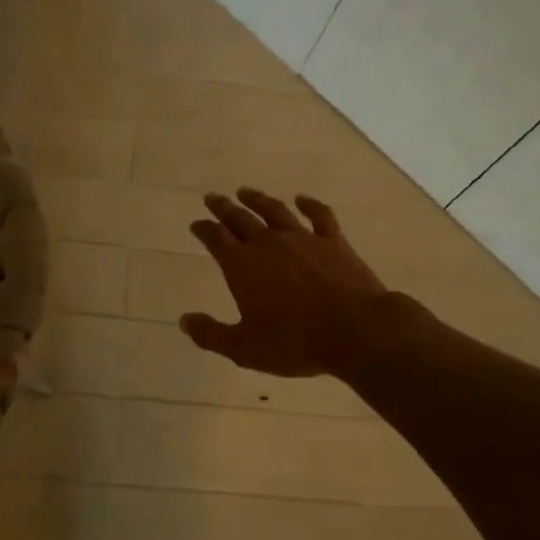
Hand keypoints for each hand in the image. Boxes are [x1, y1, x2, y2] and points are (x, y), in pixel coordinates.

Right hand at [181, 188, 388, 376]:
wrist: (355, 330)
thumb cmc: (295, 342)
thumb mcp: (245, 348)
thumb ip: (212, 334)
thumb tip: (184, 321)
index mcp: (242, 266)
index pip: (216, 239)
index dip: (204, 230)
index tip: (196, 224)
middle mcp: (268, 244)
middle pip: (240, 219)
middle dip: (224, 208)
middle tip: (212, 197)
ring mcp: (303, 239)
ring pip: (274, 211)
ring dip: (258, 200)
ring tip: (245, 191)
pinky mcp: (333, 242)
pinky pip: (319, 216)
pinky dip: (309, 204)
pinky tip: (302, 199)